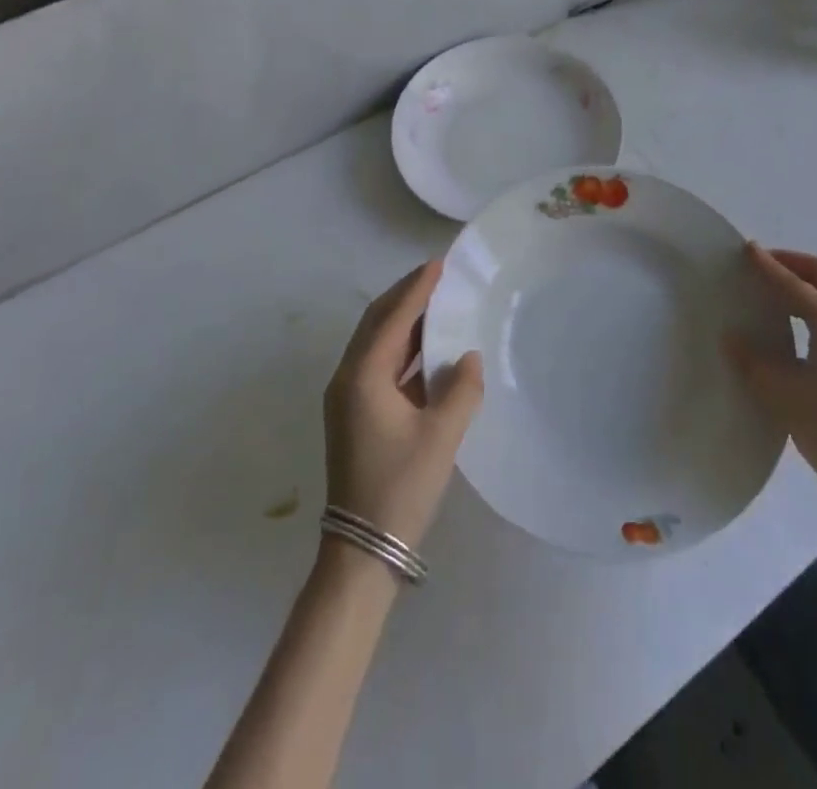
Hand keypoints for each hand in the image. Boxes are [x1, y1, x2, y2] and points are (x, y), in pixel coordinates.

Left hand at [324, 260, 483, 551]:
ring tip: (437, 303)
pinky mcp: (355, 414)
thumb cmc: (401, 488)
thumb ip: (461, 389)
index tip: (438, 264)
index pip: (392, 318)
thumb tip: (469, 356)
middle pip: (376, 323)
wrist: (362, 551)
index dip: (416, 289)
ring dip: (404, 321)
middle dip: (405, 296)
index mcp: (362, 377)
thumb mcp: (441, 437)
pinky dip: (402, 349)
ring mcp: (347, 398)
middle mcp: (347, 379)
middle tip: (437, 276)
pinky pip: (378, 365)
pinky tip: (428, 347)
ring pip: (375, 343)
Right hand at [724, 245, 816, 524]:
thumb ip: (754, 361)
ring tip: (778, 291)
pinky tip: (802, 326)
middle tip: (763, 263)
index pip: (796, 285)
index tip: (747, 249)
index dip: (769, 267)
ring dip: (810, 285)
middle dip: (794, 264)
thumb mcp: (784, 396)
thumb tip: (732, 337)